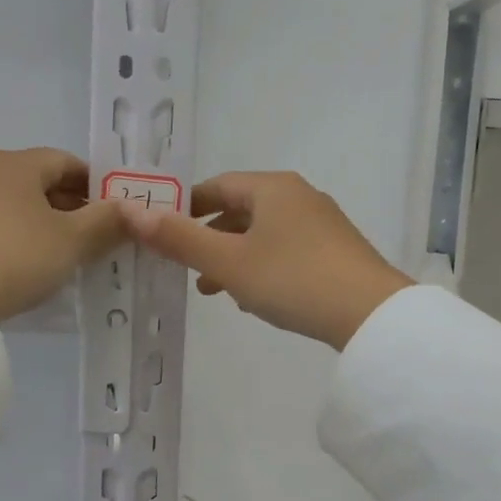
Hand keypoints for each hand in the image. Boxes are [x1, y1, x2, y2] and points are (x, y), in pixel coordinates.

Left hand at [0, 149, 129, 321]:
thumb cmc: (18, 258)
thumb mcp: (73, 242)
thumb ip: (106, 221)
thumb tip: (131, 208)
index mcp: (17, 165)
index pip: (64, 161)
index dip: (91, 184)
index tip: (106, 212)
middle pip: (30, 180)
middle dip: (60, 203)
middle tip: (82, 236)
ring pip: (0, 202)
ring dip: (25, 218)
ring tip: (42, 252)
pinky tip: (0, 261)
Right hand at [123, 171, 412, 348]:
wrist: (370, 314)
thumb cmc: (291, 279)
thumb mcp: (227, 262)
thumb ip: (179, 238)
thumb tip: (131, 212)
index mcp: (272, 188)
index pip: (217, 186)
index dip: (185, 207)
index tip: (162, 233)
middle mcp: (299, 196)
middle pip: (240, 209)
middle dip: (209, 237)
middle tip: (185, 267)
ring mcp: (322, 224)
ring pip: (263, 234)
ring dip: (234, 257)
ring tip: (215, 289)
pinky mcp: (336, 252)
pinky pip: (286, 251)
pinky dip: (262, 266)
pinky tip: (256, 298)